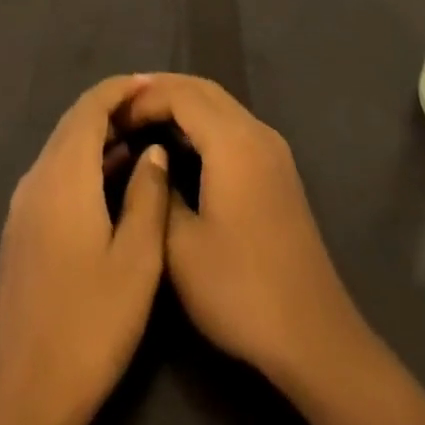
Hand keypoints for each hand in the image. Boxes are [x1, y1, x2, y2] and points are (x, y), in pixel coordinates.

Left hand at [0, 75, 171, 424]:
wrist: (22, 399)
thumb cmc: (88, 325)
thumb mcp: (136, 261)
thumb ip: (148, 195)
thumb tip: (153, 148)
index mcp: (63, 175)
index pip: (90, 106)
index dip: (121, 88)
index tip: (153, 83)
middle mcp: (37, 177)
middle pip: (74, 122)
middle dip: (112, 107)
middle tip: (152, 107)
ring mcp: (23, 205)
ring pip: (63, 148)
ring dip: (98, 135)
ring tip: (141, 137)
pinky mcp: (20, 230)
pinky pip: (55, 173)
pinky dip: (84, 161)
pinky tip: (111, 180)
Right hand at [122, 74, 363, 388]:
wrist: (312, 334)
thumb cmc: (240, 289)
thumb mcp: (181, 249)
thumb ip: (160, 193)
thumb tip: (152, 162)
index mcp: (232, 140)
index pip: (182, 94)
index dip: (145, 98)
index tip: (113, 114)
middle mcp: (256, 131)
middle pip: (204, 89)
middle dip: (163, 90)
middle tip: (125, 106)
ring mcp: (272, 149)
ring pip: (222, 105)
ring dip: (185, 104)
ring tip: (146, 120)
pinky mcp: (278, 169)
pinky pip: (234, 125)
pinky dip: (204, 122)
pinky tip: (182, 145)